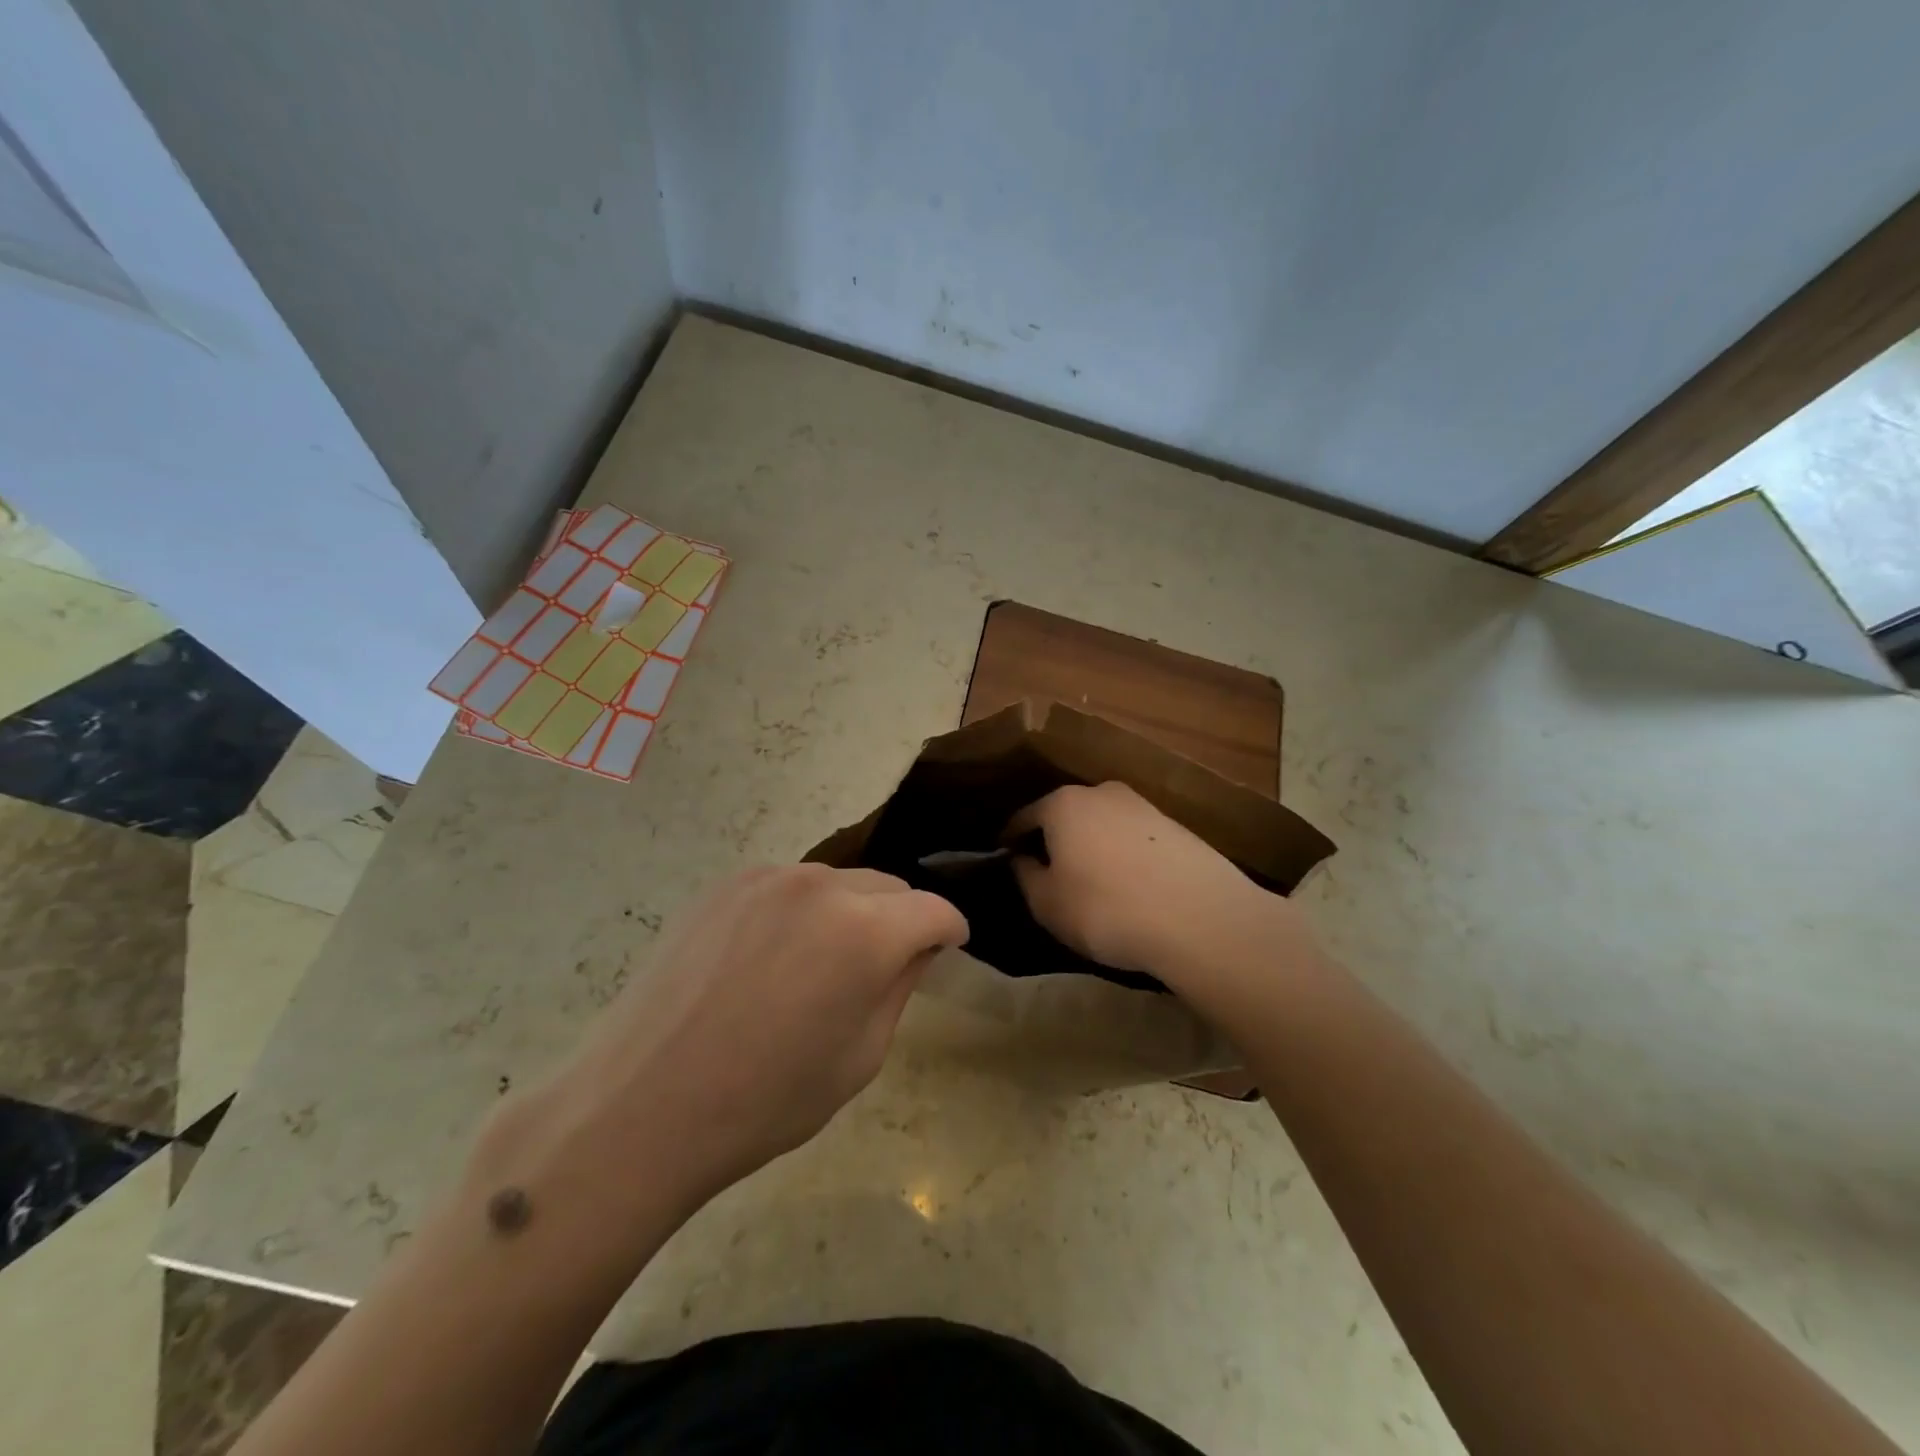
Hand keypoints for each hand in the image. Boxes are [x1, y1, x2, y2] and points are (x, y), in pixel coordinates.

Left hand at [545, 866, 967, 1207]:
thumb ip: (899, 987)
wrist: (640, 1106)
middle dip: (900, 919)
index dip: (949, 931)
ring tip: (822, 964)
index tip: (947, 951)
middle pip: (887, 887)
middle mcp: (821, 885)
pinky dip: (801, 911)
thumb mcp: (859, 1058)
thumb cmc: (764, 1101)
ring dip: (850, 912)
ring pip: (837, 883)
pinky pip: (788, 887)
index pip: (933, 910)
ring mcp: (767, 878)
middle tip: (885, 967)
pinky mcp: (725, 884)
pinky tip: (772, 957)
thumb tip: (916, 948)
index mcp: (866, 931)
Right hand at [1007, 782, 1298, 988]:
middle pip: (1065, 814)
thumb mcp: (1047, 903)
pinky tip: (1128, 884)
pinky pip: (1133, 838)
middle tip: (1047, 871)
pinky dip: (1122, 855)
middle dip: (1053, 839)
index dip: (1010, 839)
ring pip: (1102, 824)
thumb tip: (1022, 859)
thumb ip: (1025, 876)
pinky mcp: (1175, 827)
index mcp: (1063, 803)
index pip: (1024, 816)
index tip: (1004, 856)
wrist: (1200, 918)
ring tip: (1090, 881)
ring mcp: (1143, 806)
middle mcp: (1101, 792)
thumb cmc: (1106, 909)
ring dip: (1091, 846)